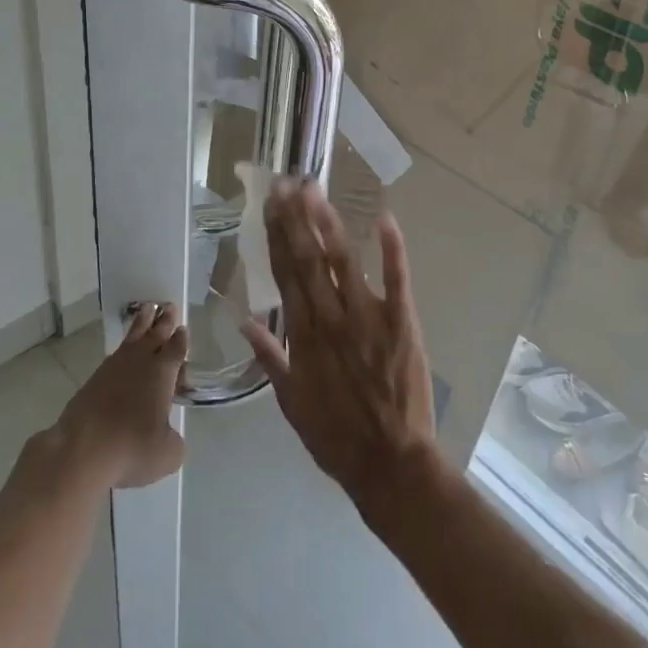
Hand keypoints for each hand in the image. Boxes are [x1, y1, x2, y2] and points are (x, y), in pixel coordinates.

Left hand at [51, 302, 187, 488]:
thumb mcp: (167, 453)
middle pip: (155, 334)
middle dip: (165, 321)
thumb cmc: (132, 447)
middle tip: (170, 306)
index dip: (181, 339)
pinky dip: (124, 347)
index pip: (176, 349)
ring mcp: (113, 368)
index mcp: (162, 373)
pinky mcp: (93, 380)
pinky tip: (123, 350)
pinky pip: (115, 355)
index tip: (184, 329)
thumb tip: (169, 437)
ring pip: (132, 338)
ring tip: (147, 310)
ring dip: (142, 323)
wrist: (81, 450)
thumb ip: (174, 441)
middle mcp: (140, 363)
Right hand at [239, 182, 437, 510]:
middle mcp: (332, 317)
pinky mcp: (402, 321)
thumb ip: (270, 357)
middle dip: (295, 218)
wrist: (391, 464)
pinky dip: (392, 249)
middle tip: (285, 183)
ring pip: (344, 260)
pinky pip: (397, 279)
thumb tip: (244, 319)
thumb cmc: (337, 437)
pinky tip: (385, 218)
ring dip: (328, 223)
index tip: (268, 206)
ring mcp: (369, 317)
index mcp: (304, 335)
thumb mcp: (290, 403)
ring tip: (315, 190)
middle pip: (309, 258)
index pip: (285, 274)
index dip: (275, 237)